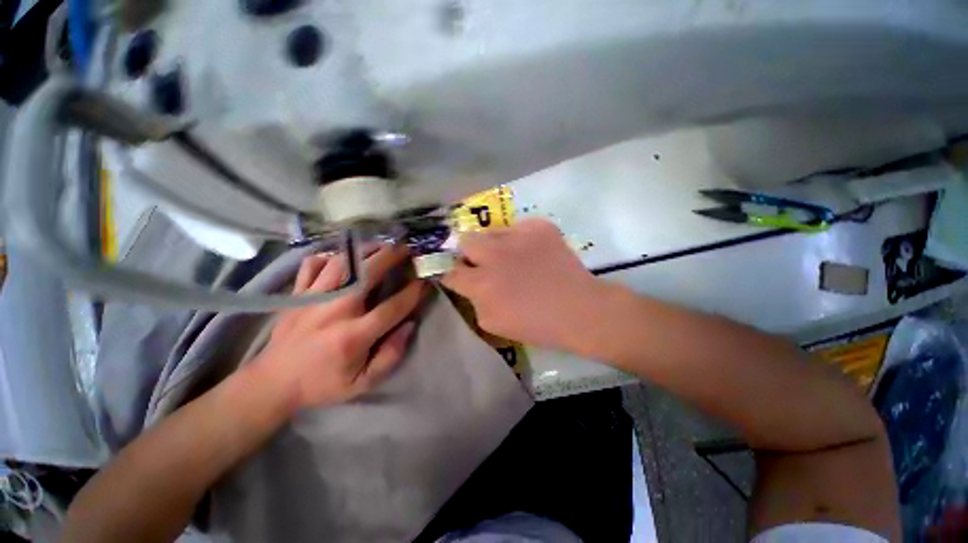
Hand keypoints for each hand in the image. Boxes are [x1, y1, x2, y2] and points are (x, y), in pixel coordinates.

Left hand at [252, 244, 427, 410]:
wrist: (273, 383)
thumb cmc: (323, 384)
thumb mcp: (363, 383)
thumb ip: (391, 355)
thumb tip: (410, 325)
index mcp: (354, 336)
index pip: (393, 307)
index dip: (414, 292)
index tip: (425, 280)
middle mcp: (335, 310)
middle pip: (367, 273)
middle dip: (391, 256)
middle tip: (407, 248)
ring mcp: (313, 298)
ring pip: (342, 262)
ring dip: (365, 250)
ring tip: (382, 244)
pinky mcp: (297, 294)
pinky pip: (313, 264)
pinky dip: (329, 256)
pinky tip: (343, 257)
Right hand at [441, 218, 601, 351]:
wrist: (579, 309)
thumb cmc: (535, 324)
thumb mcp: (492, 323)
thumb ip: (474, 300)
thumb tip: (469, 283)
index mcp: (481, 283)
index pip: (449, 270)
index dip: (449, 270)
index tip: (457, 272)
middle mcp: (494, 254)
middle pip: (465, 240)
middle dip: (469, 252)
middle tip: (483, 262)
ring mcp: (518, 236)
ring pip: (491, 230)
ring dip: (494, 244)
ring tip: (510, 255)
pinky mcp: (539, 226)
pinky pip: (518, 226)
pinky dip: (520, 238)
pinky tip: (532, 251)